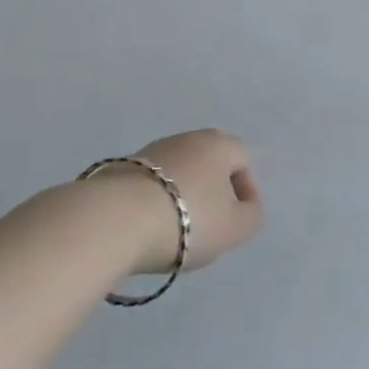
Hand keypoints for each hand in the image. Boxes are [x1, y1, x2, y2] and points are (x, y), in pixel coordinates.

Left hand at [126, 129, 264, 274]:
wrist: (116, 220)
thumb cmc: (188, 219)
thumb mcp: (235, 228)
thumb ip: (251, 217)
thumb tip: (248, 208)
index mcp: (219, 144)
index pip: (243, 159)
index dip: (247, 189)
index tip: (239, 219)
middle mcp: (188, 137)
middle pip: (209, 162)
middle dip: (213, 191)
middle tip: (211, 224)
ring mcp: (152, 150)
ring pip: (179, 171)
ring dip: (183, 195)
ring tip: (177, 230)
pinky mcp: (123, 168)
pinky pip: (151, 184)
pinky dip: (156, 201)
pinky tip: (149, 227)